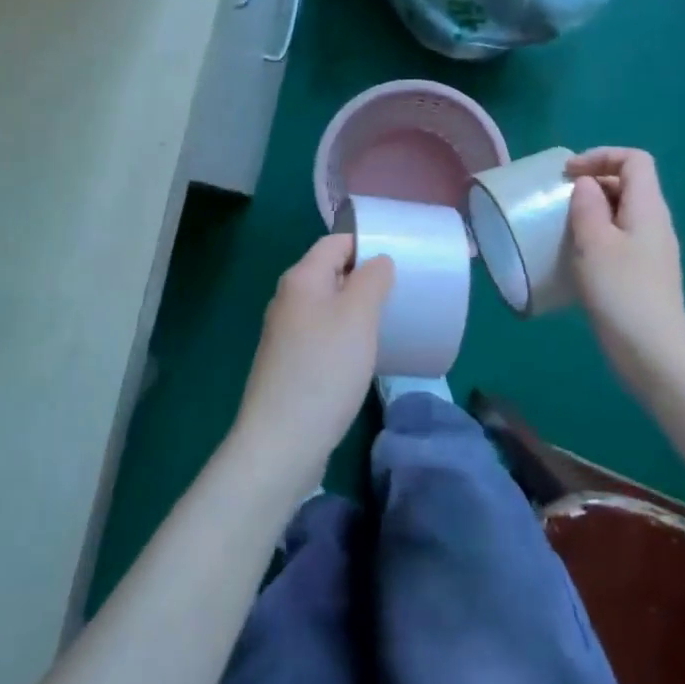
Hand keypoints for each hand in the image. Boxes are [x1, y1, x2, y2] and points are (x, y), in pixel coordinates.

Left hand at [232, 235, 394, 493]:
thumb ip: (371, 279)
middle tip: (401, 291)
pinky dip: (344, 335)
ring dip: (356, 308)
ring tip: (389, 321)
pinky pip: (322, 334)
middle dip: (365, 277)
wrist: (282, 440)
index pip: (335, 243)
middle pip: (330, 272)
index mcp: (301, 278)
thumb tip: (377, 261)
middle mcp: (288, 299)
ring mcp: (285, 333)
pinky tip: (363, 354)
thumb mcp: (358, 316)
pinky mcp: (289, 363)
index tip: (401, 257)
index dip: (366, 243)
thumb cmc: (325, 369)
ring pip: (327, 305)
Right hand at [565, 147, 684, 367]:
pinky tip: (578, 257)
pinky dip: (598, 235)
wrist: (653, 353)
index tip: (568, 175)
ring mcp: (653, 250)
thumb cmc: (621, 292)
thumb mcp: (594, 243)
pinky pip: (621, 237)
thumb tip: (586, 184)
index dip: (601, 156)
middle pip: (629, 183)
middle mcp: (656, 223)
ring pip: (623, 212)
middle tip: (559, 200)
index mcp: (648, 208)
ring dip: (593, 210)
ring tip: (563, 227)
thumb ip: (588, 206)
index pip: (634, 160)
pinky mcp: (645, 273)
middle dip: (593, 182)